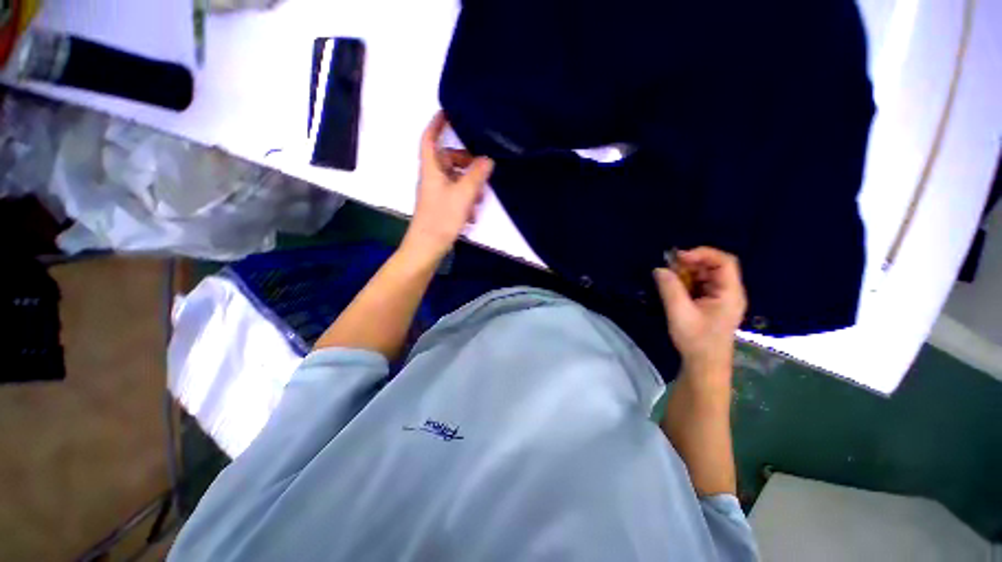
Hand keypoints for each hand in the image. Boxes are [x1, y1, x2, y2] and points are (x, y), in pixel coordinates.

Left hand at [402, 112, 494, 261]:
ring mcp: (436, 194)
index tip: (449, 112)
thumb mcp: (463, 195)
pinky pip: (455, 194)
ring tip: (481, 196)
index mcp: (431, 169)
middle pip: (448, 160)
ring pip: (454, 179)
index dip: (437, 124)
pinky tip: (473, 213)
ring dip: (469, 183)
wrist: (427, 247)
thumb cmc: (441, 218)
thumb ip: (476, 176)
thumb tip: (488, 159)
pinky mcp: (441, 207)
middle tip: (483, 167)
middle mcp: (432, 178)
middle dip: (466, 161)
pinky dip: (466, 199)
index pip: (430, 139)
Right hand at [654, 247, 746, 388]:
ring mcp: (720, 298)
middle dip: (691, 262)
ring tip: (668, 276)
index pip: (724, 262)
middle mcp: (729, 292)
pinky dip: (686, 281)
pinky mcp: (711, 304)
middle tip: (669, 265)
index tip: (678, 257)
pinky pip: (700, 285)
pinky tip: (673, 285)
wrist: (704, 365)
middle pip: (714, 266)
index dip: (702, 253)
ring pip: (705, 275)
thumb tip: (660, 269)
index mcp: (730, 293)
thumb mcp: (679, 313)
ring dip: (686, 272)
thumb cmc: (696, 340)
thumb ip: (670, 288)